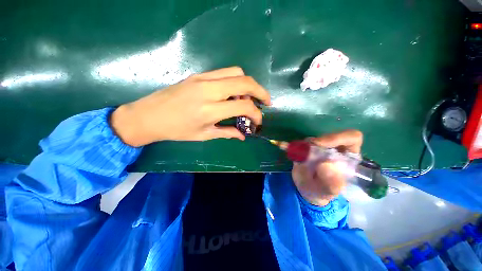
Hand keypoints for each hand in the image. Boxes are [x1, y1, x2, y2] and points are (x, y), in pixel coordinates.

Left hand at [110, 67, 270, 146]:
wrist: (148, 115)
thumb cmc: (176, 130)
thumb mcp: (204, 135)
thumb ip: (227, 133)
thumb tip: (243, 135)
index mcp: (209, 110)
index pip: (243, 107)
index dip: (256, 114)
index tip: (258, 121)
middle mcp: (208, 90)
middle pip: (244, 82)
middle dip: (260, 91)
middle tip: (266, 101)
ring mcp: (203, 79)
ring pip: (236, 72)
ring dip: (248, 84)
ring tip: (248, 99)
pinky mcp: (198, 75)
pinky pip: (224, 72)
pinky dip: (235, 81)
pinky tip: (233, 93)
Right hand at [292, 130, 362, 205]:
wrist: (308, 191)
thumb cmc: (323, 192)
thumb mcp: (330, 192)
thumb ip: (332, 183)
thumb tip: (324, 165)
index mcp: (348, 157)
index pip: (351, 138)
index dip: (338, 137)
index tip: (321, 144)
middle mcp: (334, 149)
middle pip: (329, 137)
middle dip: (318, 142)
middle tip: (307, 149)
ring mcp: (319, 149)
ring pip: (312, 140)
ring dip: (304, 146)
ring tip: (298, 158)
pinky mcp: (305, 150)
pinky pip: (298, 144)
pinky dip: (291, 145)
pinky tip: (284, 146)